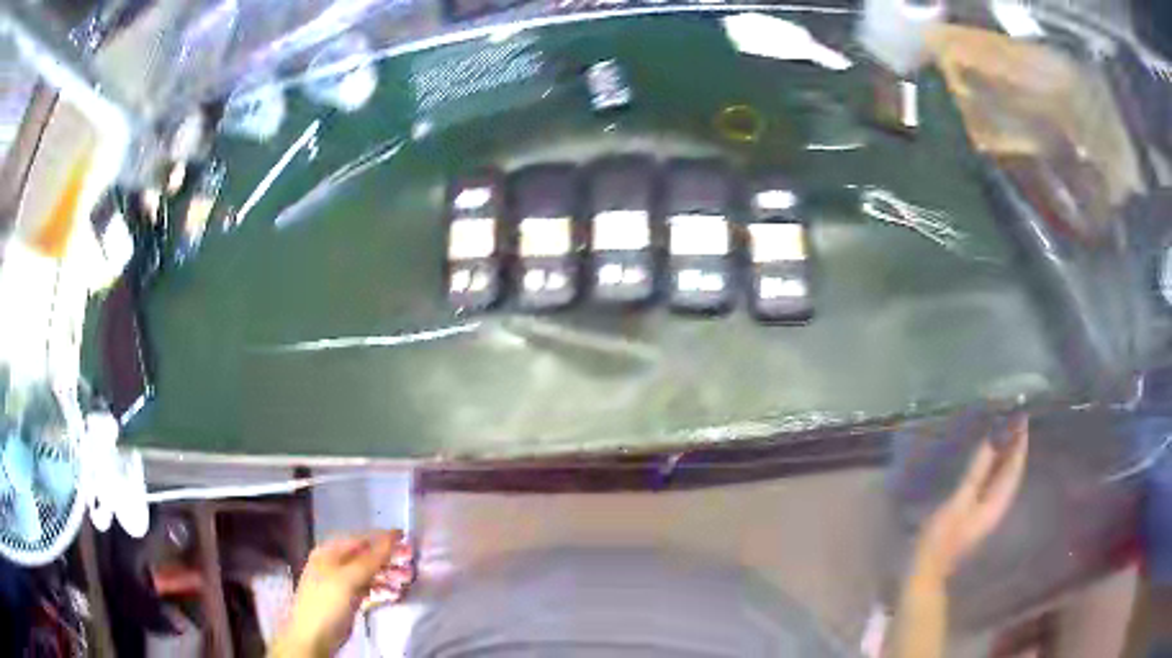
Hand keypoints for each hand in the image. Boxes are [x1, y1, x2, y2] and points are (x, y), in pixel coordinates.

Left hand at [272, 530, 413, 657]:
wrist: (313, 637)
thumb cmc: (327, 603)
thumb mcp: (347, 579)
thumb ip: (370, 559)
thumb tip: (392, 537)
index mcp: (329, 552)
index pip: (360, 539)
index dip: (382, 539)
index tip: (407, 540)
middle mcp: (334, 563)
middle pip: (365, 556)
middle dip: (388, 559)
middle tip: (410, 564)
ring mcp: (340, 582)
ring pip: (368, 573)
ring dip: (387, 575)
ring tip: (406, 581)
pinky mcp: (347, 599)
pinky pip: (368, 588)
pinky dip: (381, 589)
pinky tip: (395, 594)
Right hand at [915, 415, 1028, 579]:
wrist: (928, 568)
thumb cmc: (942, 536)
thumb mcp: (959, 501)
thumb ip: (977, 472)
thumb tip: (992, 441)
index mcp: (997, 503)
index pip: (1015, 468)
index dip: (1019, 443)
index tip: (1022, 418)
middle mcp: (998, 505)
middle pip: (1012, 472)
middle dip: (1015, 447)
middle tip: (1013, 419)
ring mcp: (987, 510)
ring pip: (1003, 477)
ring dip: (1006, 456)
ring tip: (1004, 432)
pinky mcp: (977, 512)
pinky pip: (993, 483)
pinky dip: (995, 467)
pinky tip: (989, 459)